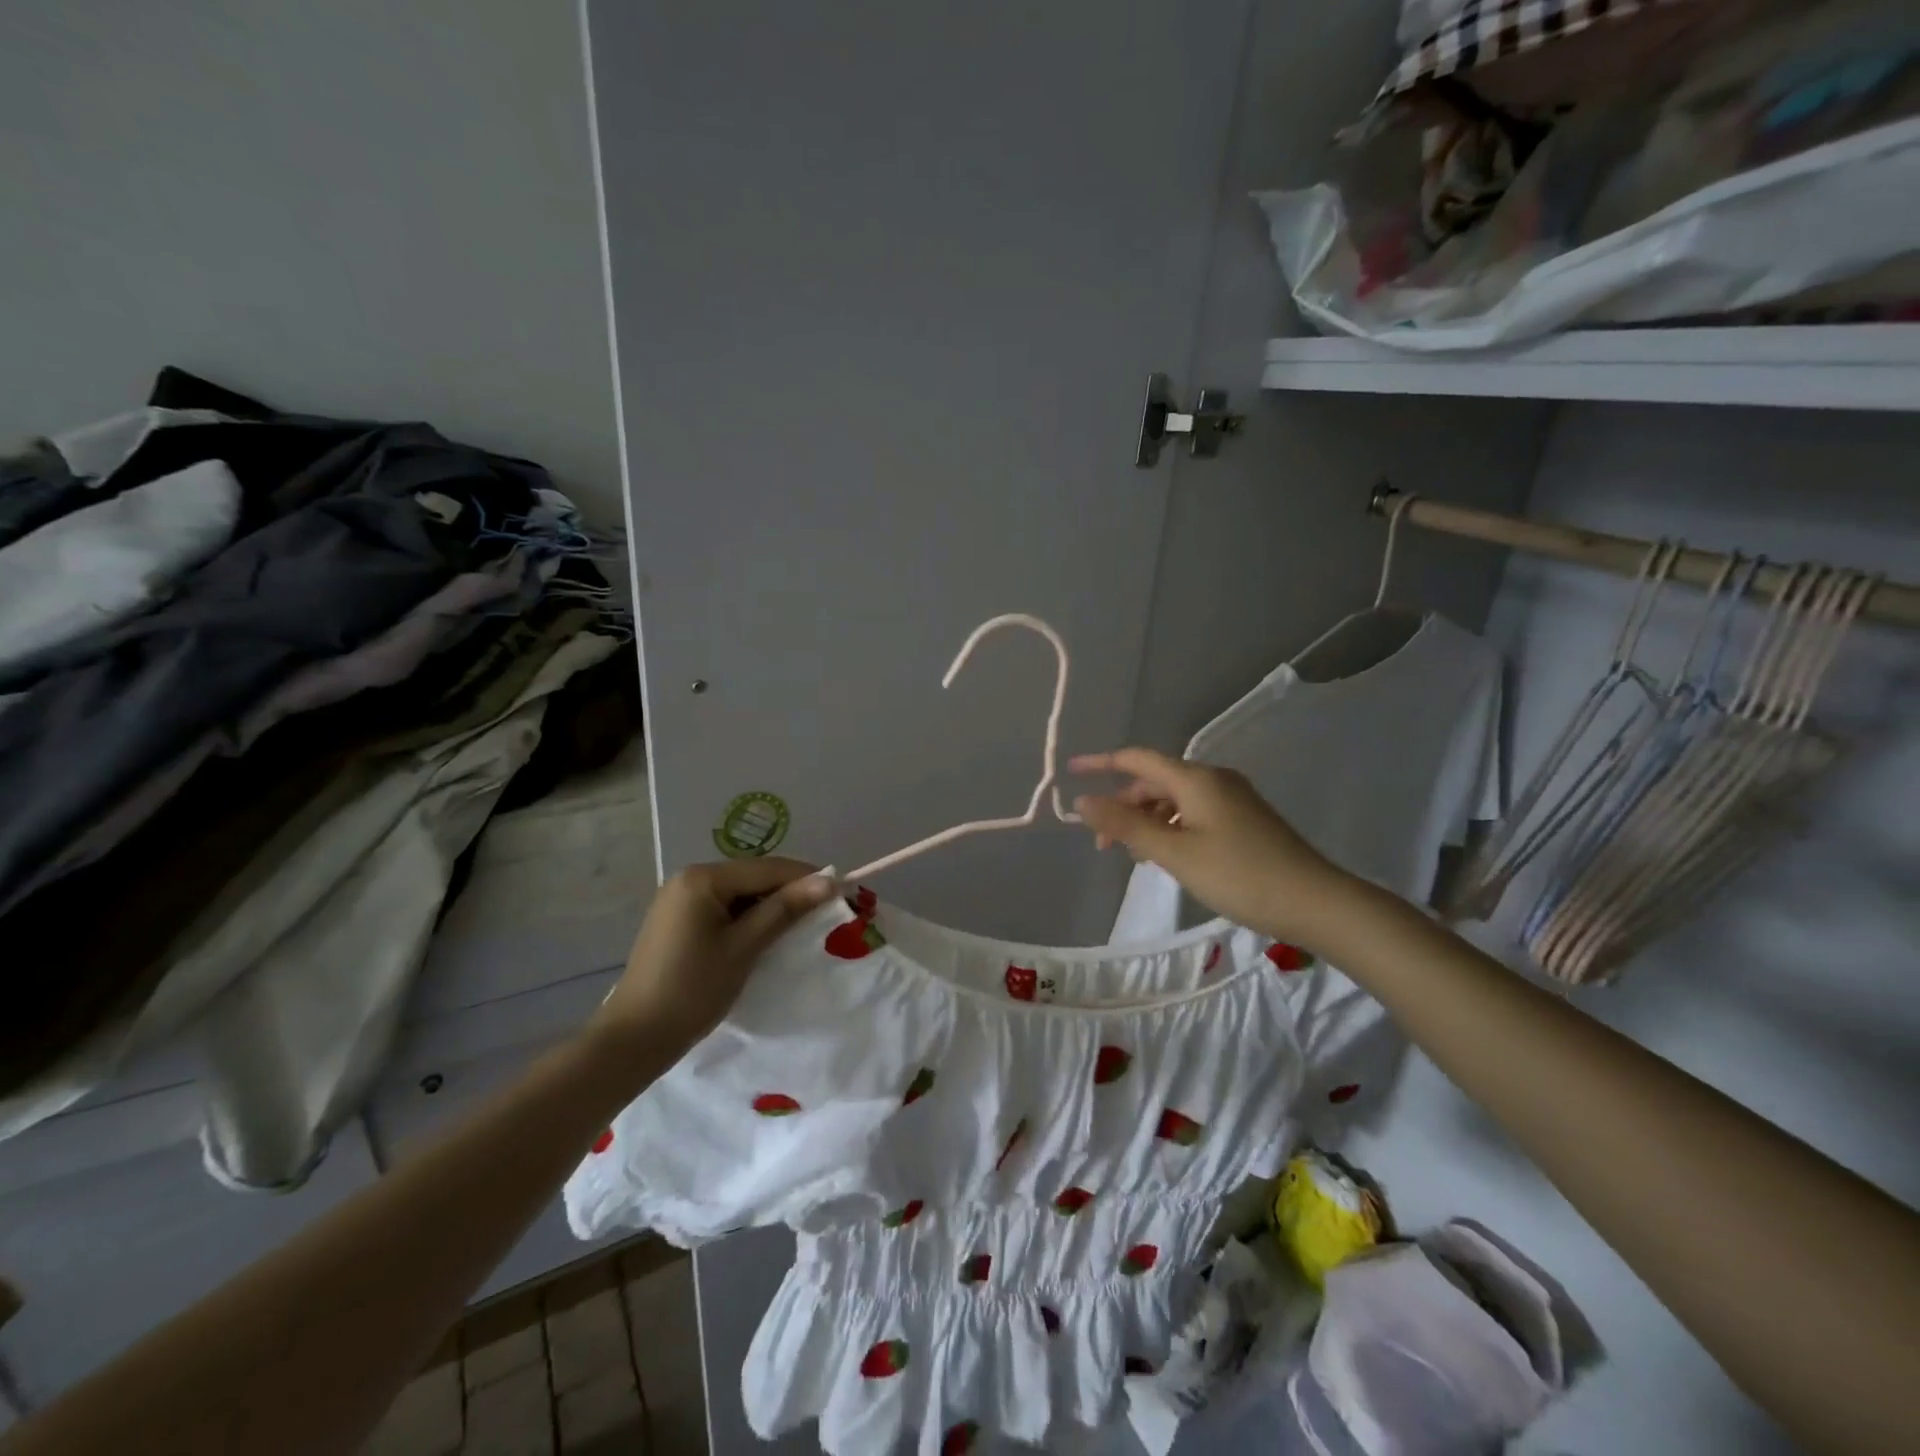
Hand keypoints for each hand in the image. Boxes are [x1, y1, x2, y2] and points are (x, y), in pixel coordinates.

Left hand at [590, 858, 835, 1060]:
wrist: (634, 1039)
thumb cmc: (692, 990)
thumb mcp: (744, 947)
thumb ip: (785, 909)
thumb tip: (828, 881)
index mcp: (702, 878)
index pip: (767, 868)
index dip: (806, 878)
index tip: (841, 891)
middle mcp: (689, 878)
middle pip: (753, 877)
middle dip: (789, 892)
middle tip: (825, 912)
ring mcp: (680, 899)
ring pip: (739, 893)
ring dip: (770, 906)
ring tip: (802, 925)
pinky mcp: (677, 920)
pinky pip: (723, 908)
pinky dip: (747, 918)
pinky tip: (766, 936)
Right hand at [1071, 748, 1352, 948]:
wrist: (1315, 901)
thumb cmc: (1239, 875)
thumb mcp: (1175, 852)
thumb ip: (1126, 825)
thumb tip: (1082, 801)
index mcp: (1195, 778)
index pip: (1137, 759)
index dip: (1100, 763)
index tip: (1070, 772)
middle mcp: (1213, 779)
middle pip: (1154, 781)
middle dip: (1123, 804)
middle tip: (1101, 842)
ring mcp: (1231, 798)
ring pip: (1173, 799)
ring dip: (1146, 820)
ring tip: (1131, 855)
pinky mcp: (1243, 818)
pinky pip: (1192, 812)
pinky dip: (1169, 828)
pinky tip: (1165, 855)